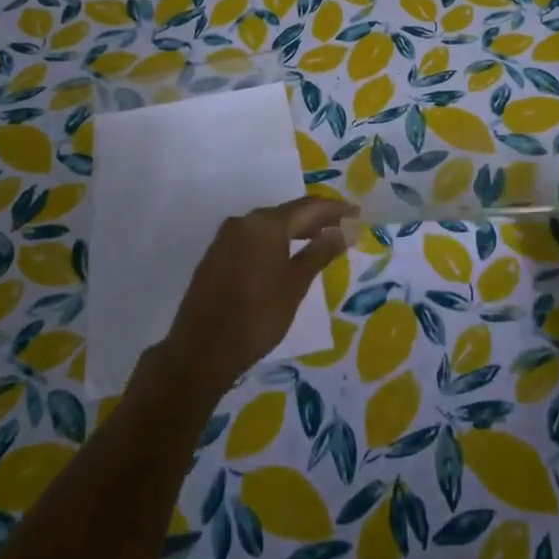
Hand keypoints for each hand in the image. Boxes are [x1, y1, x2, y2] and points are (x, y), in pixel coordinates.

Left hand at [158, 197, 350, 393]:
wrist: (201, 351)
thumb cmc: (257, 317)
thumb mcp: (295, 285)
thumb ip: (321, 252)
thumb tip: (346, 230)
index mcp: (266, 224)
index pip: (309, 207)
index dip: (335, 210)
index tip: (357, 214)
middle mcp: (244, 221)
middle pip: (288, 213)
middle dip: (316, 219)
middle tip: (342, 228)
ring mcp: (225, 237)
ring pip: (268, 225)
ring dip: (294, 230)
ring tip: (318, 242)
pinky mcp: (215, 255)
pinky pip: (252, 239)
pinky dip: (273, 242)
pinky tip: (285, 257)